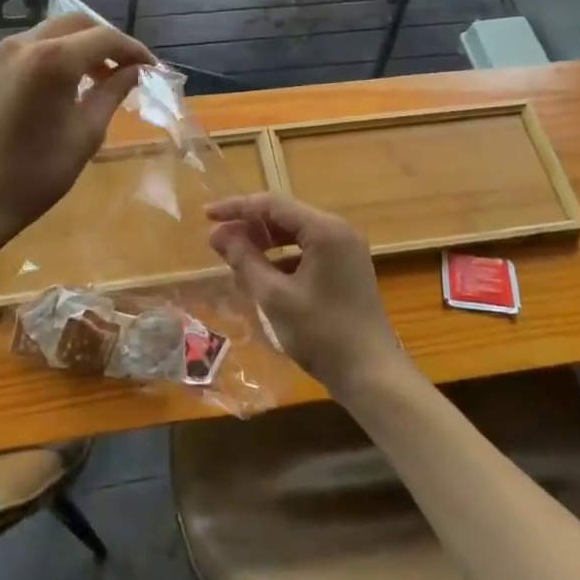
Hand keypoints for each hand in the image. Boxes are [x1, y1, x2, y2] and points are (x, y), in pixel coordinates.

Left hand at [0, 13, 154, 260]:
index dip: (134, 50)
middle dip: (106, 42)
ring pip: (51, 32)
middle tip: (126, 69)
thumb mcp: (86, 134)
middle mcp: (24, 44)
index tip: (152, 69)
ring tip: (98, 78)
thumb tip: (136, 71)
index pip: (105, 38)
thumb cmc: (35, 174)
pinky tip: (63, 85)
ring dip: (79, 46)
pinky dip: (54, 55)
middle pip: (77, 24)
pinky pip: (29, 48)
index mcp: (52, 59)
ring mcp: (0, 54)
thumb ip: (113, 93)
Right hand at [206, 192, 406, 395]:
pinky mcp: (346, 267)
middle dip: (250, 226)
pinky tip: (263, 275)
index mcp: (325, 229)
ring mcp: (345, 249)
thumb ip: (245, 259)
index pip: (272, 204)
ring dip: (265, 242)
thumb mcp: (275, 296)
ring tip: (235, 256)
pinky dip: (283, 257)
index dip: (237, 207)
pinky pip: (307, 250)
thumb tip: (218, 234)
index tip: (207, 216)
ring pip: (295, 233)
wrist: (372, 376)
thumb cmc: (321, 334)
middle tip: (218, 240)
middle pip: (285, 215)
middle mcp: (338, 230)